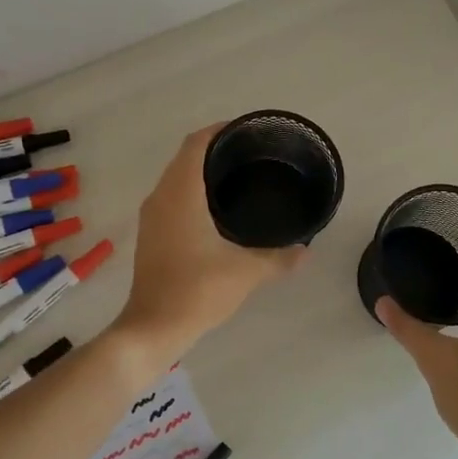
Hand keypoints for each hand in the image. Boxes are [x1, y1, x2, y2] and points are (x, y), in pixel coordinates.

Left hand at [110, 124, 306, 365]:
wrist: (153, 328)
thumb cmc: (197, 291)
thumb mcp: (246, 273)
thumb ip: (279, 258)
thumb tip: (306, 251)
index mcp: (180, 194)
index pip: (196, 144)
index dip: (220, 130)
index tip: (248, 131)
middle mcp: (161, 198)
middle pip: (185, 157)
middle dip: (215, 148)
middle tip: (252, 153)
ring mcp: (152, 217)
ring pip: (176, 178)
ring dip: (202, 170)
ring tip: (239, 175)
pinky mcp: (151, 235)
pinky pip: (172, 197)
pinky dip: (192, 191)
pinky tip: (218, 208)